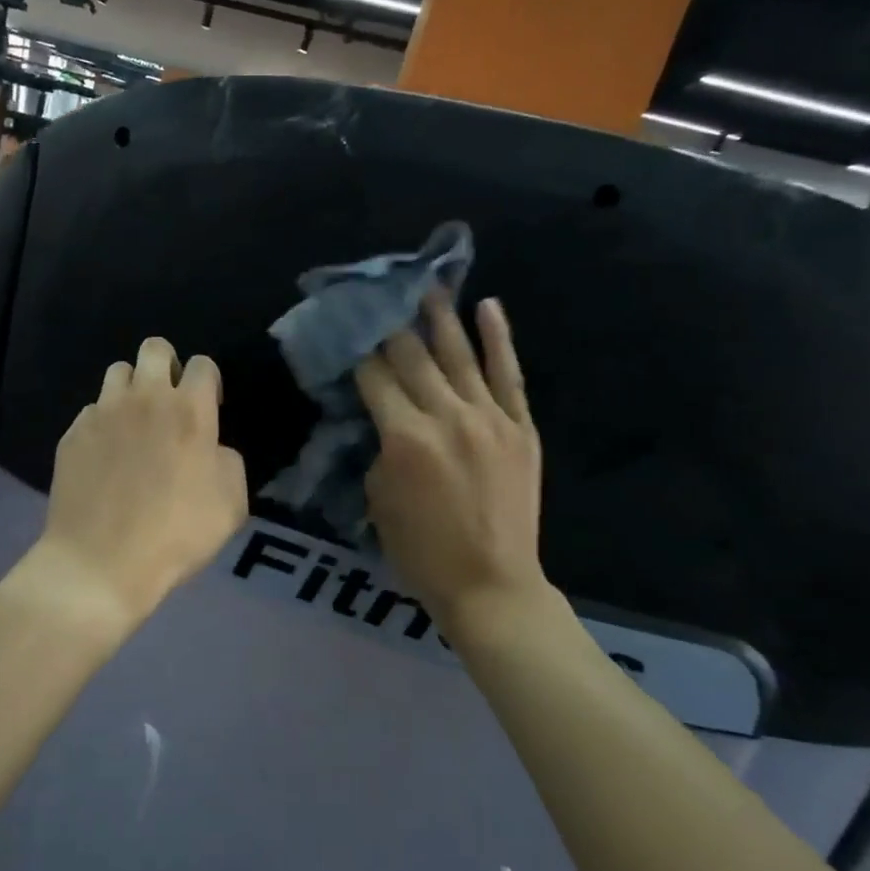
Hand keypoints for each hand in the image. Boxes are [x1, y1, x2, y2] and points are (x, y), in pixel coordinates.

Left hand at [34, 337, 248, 631]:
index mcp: (188, 410)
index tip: (209, 408)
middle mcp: (144, 399)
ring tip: (135, 424)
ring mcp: (102, 413)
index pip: (202, 364)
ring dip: (132, 390)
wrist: (100, 563)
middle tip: (170, 403)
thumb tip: (212, 447)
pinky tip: (106, 456)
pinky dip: (103, 423)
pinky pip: (91, 411)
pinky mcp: (73, 434)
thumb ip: (227, 460)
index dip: (209, 382)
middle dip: (167, 366)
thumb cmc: (176, 535)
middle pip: (154, 348)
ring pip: (118, 372)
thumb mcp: (231, 504)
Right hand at [355, 295, 547, 639]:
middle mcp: (447, 417)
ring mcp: (490, 419)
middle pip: (413, 357)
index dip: (358, 351)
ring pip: (460, 355)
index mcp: (404, 438)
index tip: (348, 328)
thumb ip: (380, 449)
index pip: (375, 378)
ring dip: (441, 317)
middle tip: (379, 295)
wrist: (492, 585)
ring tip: (427, 285)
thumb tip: (384, 418)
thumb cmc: (421, 553)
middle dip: (392, 324)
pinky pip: (509, 375)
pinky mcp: (521, 428)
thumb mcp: (378, 501)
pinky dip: (499, 338)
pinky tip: (488, 306)